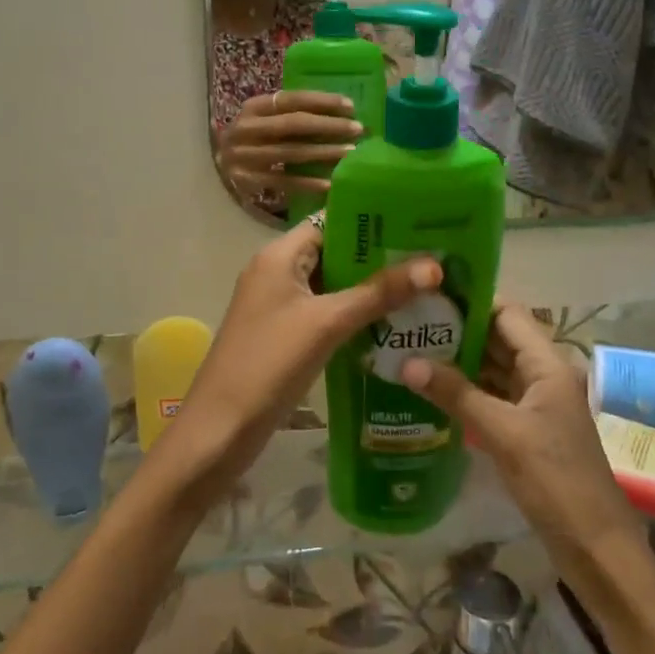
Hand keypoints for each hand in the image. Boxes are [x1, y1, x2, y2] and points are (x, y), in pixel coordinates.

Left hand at [173, 216, 439, 489]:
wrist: (220, 430)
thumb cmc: (269, 364)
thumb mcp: (326, 323)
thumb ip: (378, 293)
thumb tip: (434, 266)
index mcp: (279, 256)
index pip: (331, 222)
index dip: (372, 222)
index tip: (418, 227)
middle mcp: (276, 273)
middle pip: (334, 253)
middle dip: (378, 258)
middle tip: (431, 260)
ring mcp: (279, 307)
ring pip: (332, 287)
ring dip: (370, 290)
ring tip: (424, 290)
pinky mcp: (284, 337)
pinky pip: (326, 315)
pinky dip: (355, 316)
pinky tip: (393, 326)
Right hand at [217, 91, 362, 202]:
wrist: (220, 164)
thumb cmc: (253, 137)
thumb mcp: (264, 119)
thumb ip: (290, 114)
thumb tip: (340, 113)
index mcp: (253, 107)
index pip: (291, 99)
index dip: (321, 101)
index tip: (350, 105)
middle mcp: (246, 129)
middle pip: (293, 125)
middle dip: (329, 126)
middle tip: (357, 129)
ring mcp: (245, 156)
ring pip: (291, 153)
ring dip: (324, 153)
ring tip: (350, 154)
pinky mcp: (248, 181)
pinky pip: (283, 181)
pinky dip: (308, 183)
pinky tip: (330, 183)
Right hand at [402, 304, 636, 582]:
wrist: (596, 548)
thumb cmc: (556, 481)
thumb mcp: (503, 434)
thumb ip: (456, 394)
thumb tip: (407, 362)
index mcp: (548, 365)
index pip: (507, 314)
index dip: (472, 302)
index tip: (429, 296)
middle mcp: (543, 376)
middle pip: (498, 339)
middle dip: (458, 331)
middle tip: (409, 324)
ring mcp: (535, 404)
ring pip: (493, 369)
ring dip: (459, 361)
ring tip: (411, 350)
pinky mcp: (526, 430)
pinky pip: (492, 397)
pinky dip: (465, 391)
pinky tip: (431, 390)